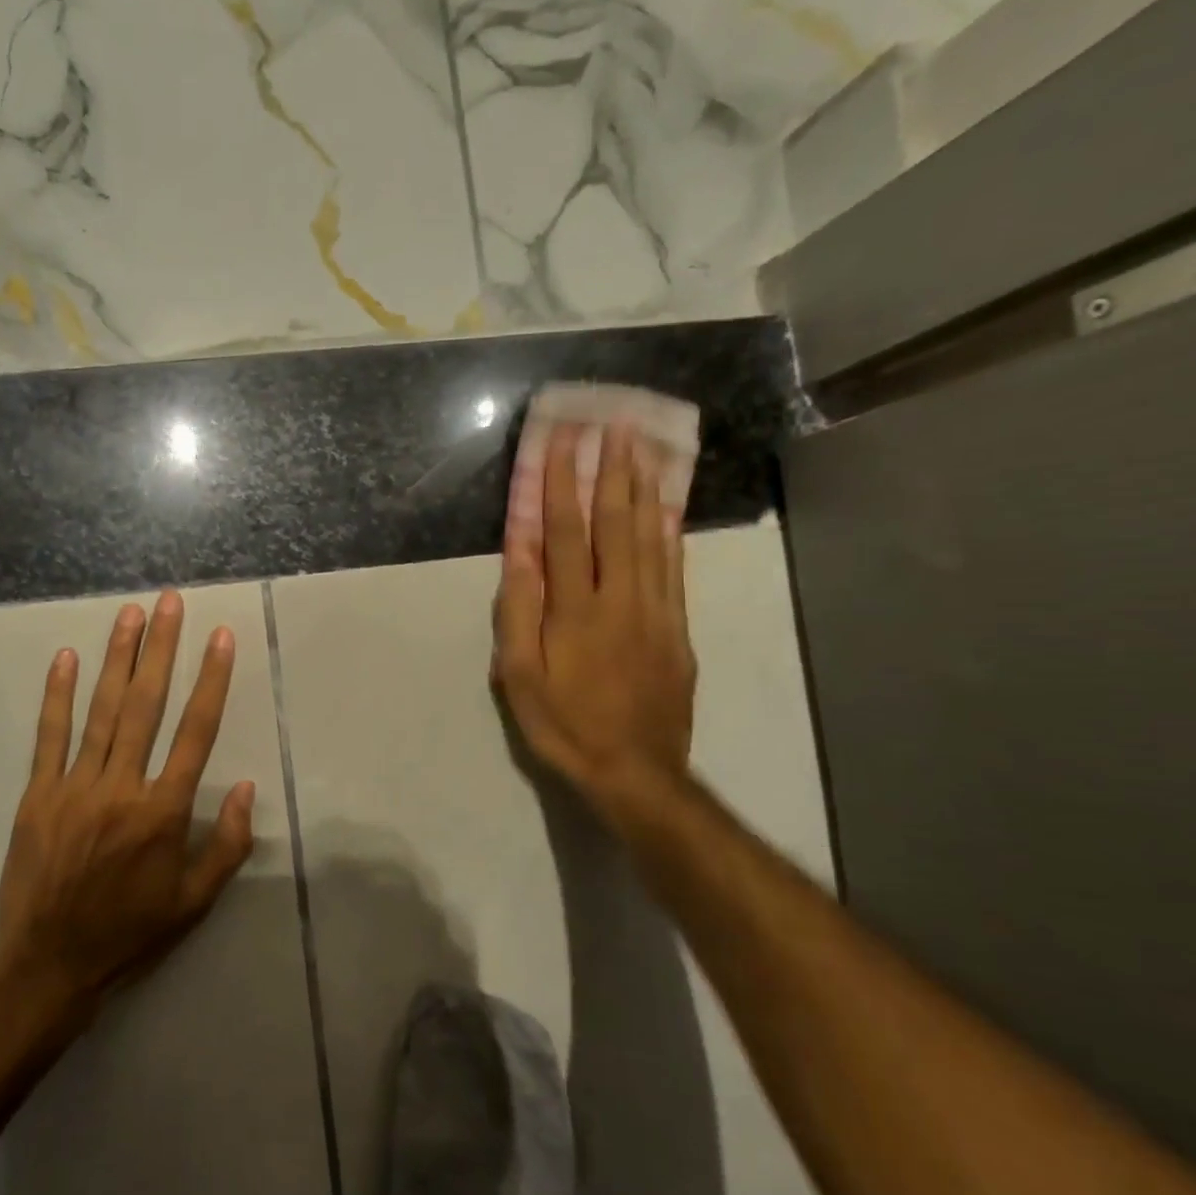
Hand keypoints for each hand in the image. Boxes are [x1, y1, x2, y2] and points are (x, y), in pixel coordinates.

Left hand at [0, 590, 255, 1009]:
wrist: (49, 965)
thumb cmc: (130, 932)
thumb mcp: (194, 902)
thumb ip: (227, 845)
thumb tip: (248, 788)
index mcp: (164, 811)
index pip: (196, 732)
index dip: (211, 680)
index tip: (220, 637)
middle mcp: (122, 787)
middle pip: (147, 705)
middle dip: (161, 649)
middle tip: (170, 602)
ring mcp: (75, 786)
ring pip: (102, 710)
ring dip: (117, 658)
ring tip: (130, 614)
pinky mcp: (38, 794)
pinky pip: (49, 736)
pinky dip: (58, 696)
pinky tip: (66, 658)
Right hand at [494, 422, 696, 813]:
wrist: (635, 770)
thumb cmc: (563, 723)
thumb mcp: (519, 674)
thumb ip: (518, 609)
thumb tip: (519, 550)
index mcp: (575, 609)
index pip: (567, 531)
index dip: (562, 482)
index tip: (563, 439)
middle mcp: (620, 597)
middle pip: (617, 522)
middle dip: (613, 469)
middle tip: (616, 423)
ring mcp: (656, 610)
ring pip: (652, 536)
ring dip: (646, 487)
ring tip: (645, 447)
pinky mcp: (677, 627)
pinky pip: (674, 566)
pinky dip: (670, 529)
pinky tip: (668, 504)